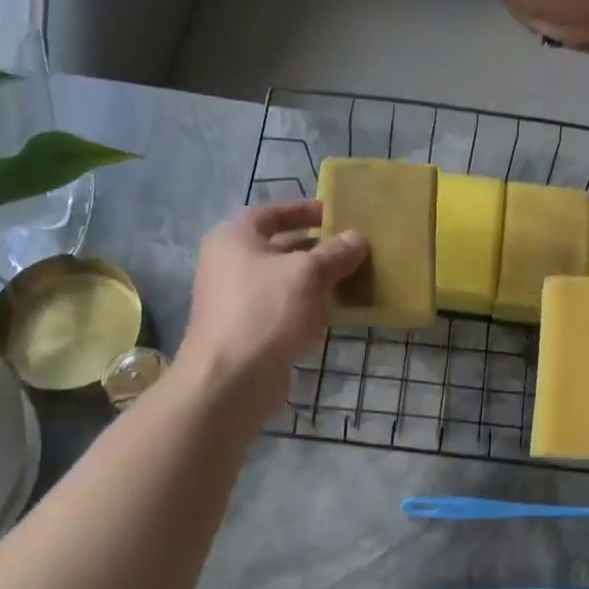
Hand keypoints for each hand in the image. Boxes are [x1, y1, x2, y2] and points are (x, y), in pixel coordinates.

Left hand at [175, 201, 367, 417]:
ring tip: (353, 279)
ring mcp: (237, 300)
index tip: (337, 214)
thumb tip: (358, 238)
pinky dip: (307, 307)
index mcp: (235, 238)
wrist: (231, 378)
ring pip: (283, 281)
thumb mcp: (308, 274)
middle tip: (353, 250)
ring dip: (315, 280)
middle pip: (279, 247)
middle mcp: (230, 263)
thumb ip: (335, 253)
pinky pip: (283, 309)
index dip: (305, 210)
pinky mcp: (249, 331)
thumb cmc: (266, 311)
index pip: (272, 213)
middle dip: (317, 248)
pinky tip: (335, 312)